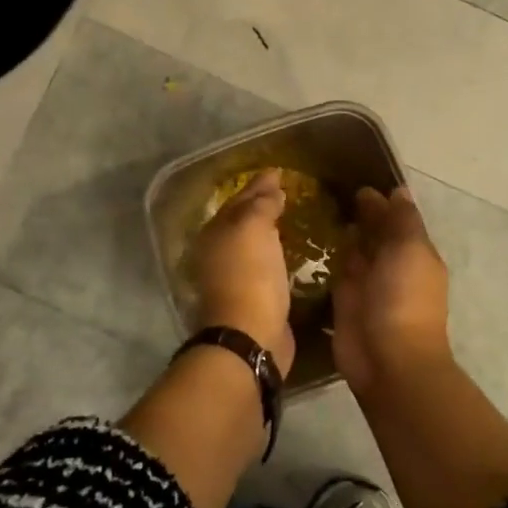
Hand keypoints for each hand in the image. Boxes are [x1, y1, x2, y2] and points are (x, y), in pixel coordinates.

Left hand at [189, 169, 295, 374]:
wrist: (250, 335)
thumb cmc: (250, 275)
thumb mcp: (254, 228)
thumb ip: (261, 204)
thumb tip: (271, 186)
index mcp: (215, 233)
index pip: (239, 200)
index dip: (258, 185)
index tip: (279, 172)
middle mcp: (219, 253)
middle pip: (243, 222)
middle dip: (261, 206)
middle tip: (286, 192)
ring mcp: (235, 278)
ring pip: (254, 244)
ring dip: (270, 231)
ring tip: (292, 218)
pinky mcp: (254, 298)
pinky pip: (266, 266)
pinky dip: (277, 255)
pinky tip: (292, 252)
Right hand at [331, 185, 451, 397]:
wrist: (387, 359)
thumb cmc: (404, 299)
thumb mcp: (411, 249)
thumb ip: (402, 220)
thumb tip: (398, 190)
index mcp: (414, 252)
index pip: (396, 217)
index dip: (380, 199)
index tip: (354, 176)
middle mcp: (391, 264)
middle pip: (374, 232)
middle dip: (359, 213)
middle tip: (327, 186)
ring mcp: (366, 283)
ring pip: (354, 250)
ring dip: (342, 232)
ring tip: (315, 206)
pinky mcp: (342, 299)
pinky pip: (334, 270)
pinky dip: (326, 256)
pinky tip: (307, 236)